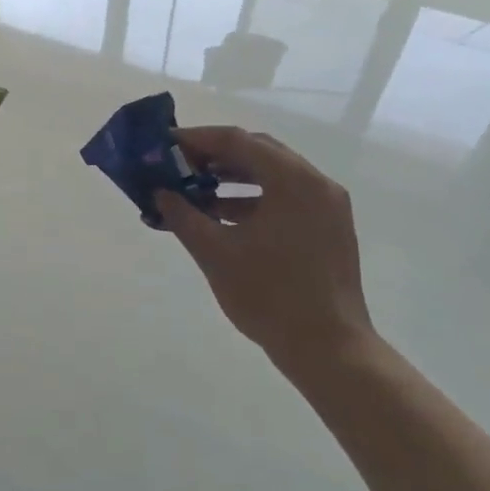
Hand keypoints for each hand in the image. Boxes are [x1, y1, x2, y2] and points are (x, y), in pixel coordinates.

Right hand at [155, 126, 373, 378]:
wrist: (330, 351)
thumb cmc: (270, 297)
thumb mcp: (216, 254)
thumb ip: (183, 215)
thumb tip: (160, 193)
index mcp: (292, 181)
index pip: (237, 141)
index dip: (197, 139)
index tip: (165, 145)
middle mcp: (315, 183)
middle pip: (257, 151)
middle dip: (214, 155)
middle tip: (179, 165)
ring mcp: (327, 205)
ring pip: (272, 174)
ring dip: (232, 177)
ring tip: (195, 190)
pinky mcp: (328, 227)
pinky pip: (285, 196)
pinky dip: (252, 198)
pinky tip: (222, 216)